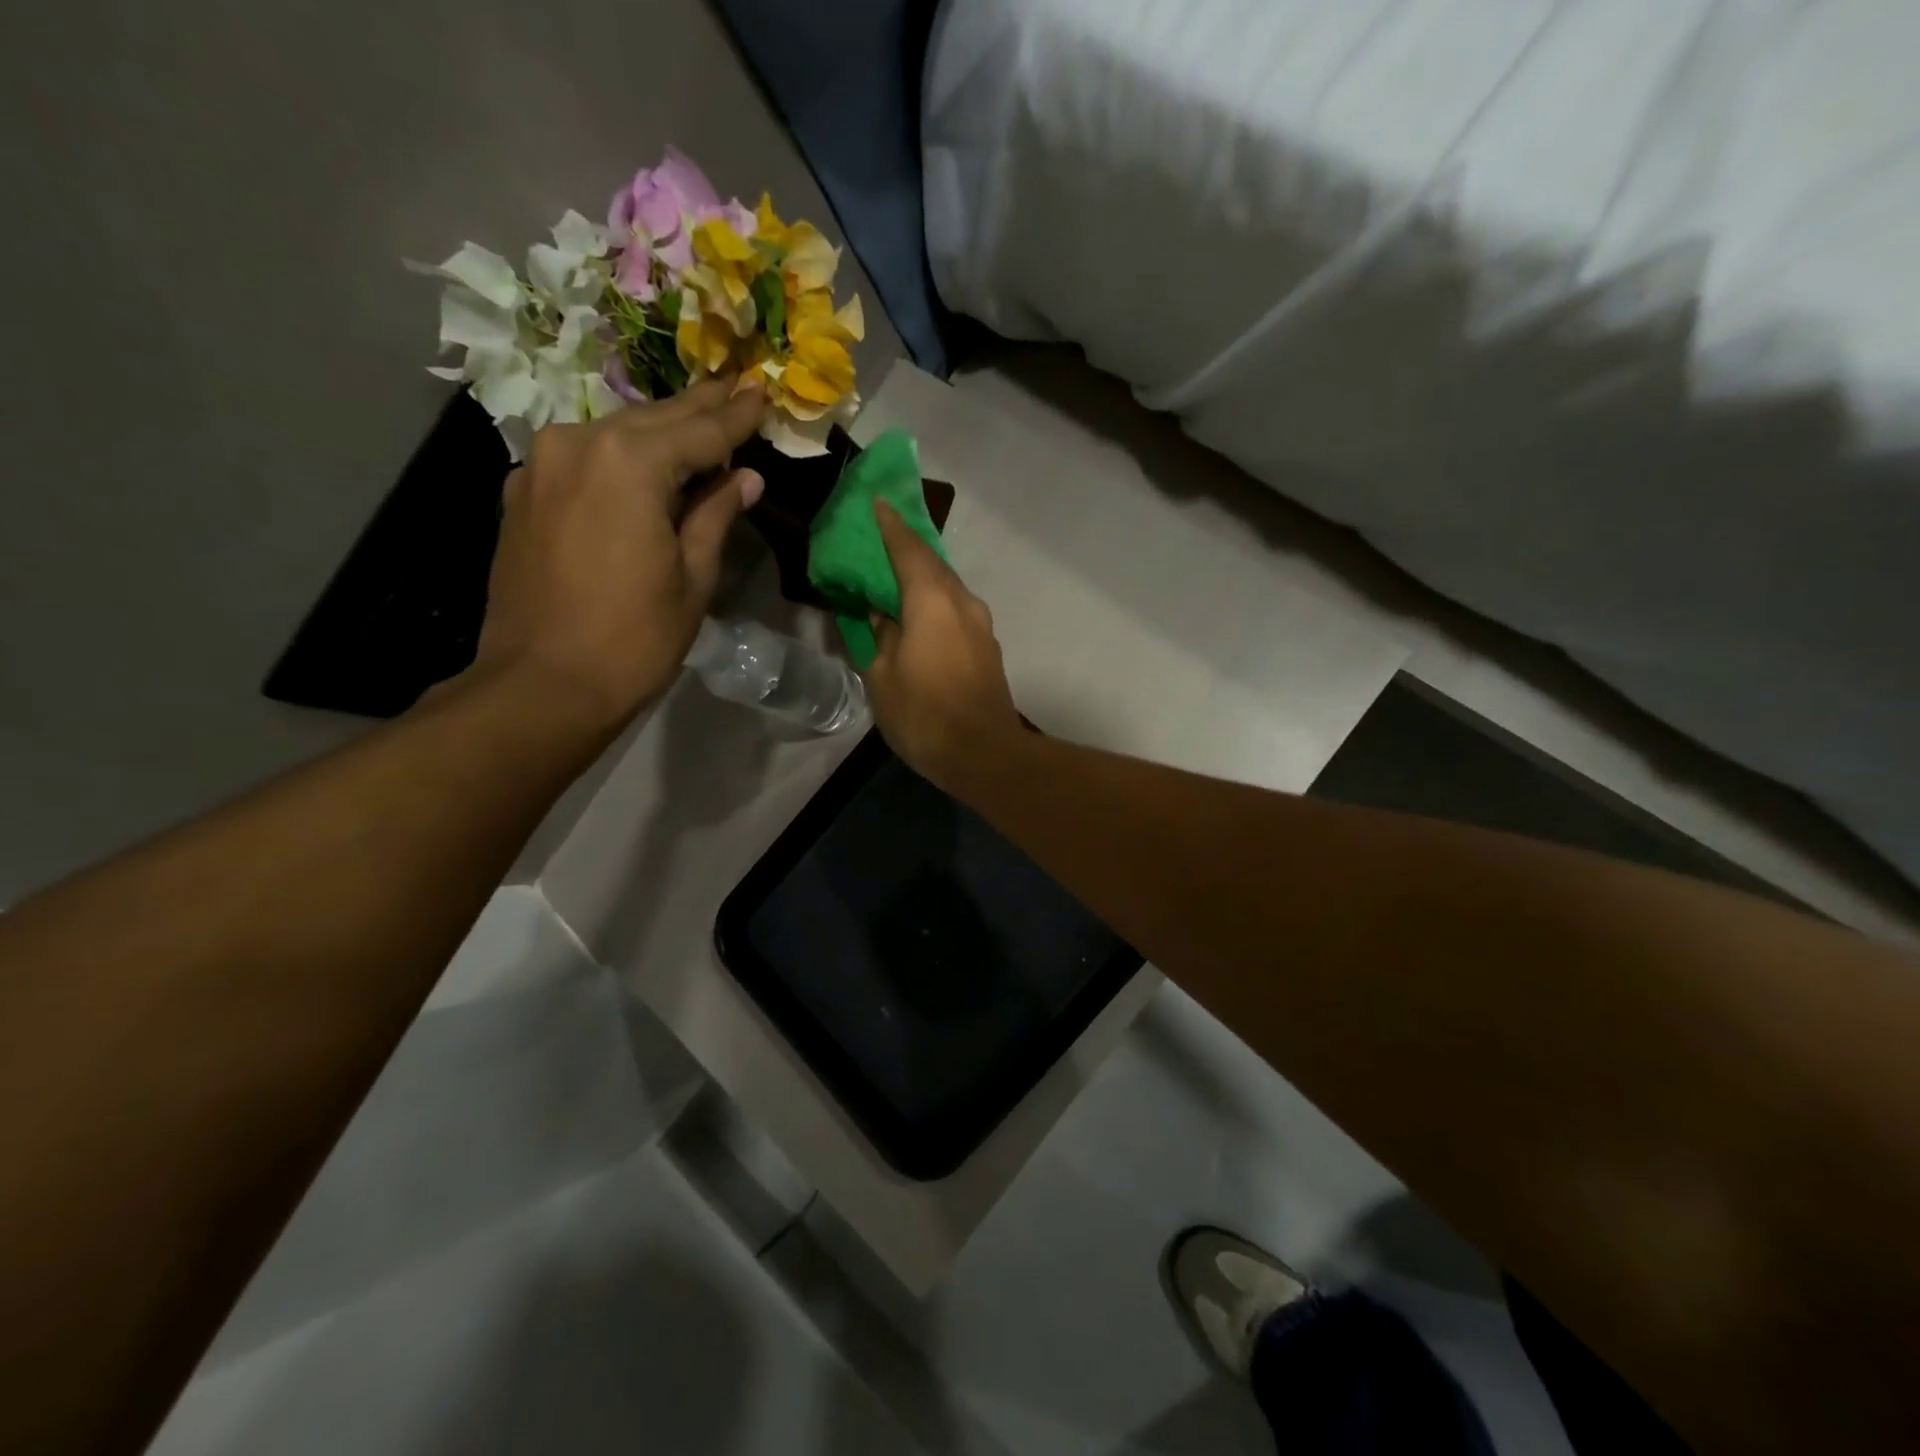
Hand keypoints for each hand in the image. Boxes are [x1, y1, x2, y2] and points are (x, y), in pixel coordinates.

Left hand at [467, 378, 765, 732]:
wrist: (542, 685)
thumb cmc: (633, 639)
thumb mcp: (693, 578)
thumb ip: (716, 516)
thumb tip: (745, 479)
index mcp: (630, 463)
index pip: (700, 432)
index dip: (737, 416)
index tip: (763, 392)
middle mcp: (579, 445)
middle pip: (655, 420)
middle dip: (700, 408)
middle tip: (737, 385)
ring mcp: (542, 466)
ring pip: (616, 435)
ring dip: (659, 432)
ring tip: (698, 422)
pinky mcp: (523, 494)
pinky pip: (583, 460)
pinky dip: (620, 457)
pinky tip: (642, 464)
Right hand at [867, 500, 1023, 791]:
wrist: (985, 756)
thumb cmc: (925, 715)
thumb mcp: (883, 677)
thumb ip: (880, 637)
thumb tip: (882, 616)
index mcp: (932, 601)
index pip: (908, 549)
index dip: (890, 526)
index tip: (877, 503)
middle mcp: (962, 603)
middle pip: (932, 564)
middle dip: (906, 548)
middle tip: (880, 539)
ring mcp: (980, 626)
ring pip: (946, 588)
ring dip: (922, 578)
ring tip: (895, 577)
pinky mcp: (987, 648)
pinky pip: (955, 611)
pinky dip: (934, 603)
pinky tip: (917, 615)